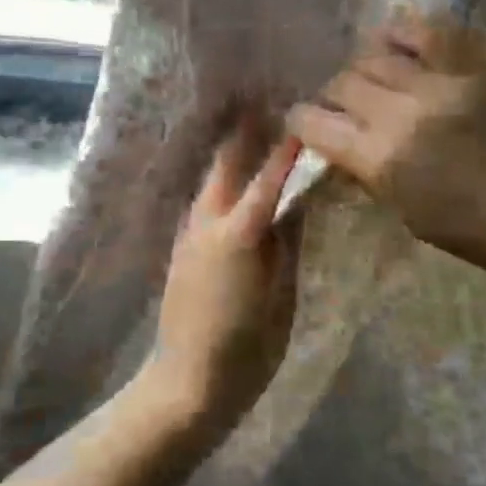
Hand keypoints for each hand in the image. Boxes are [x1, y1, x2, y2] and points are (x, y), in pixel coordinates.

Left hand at [145, 122, 303, 433]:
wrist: (187, 383)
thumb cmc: (247, 348)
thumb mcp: (281, 296)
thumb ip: (288, 244)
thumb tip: (299, 203)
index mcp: (239, 233)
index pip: (269, 178)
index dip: (287, 148)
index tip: (303, 118)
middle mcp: (208, 222)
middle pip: (227, 164)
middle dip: (245, 132)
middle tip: (266, 102)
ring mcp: (190, 234)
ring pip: (212, 180)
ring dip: (231, 152)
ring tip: (253, 128)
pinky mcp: (182, 248)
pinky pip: (205, 201)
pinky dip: (222, 181)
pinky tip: (236, 178)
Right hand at [288, 11, 485, 286]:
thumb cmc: (470, 230)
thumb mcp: (403, 210)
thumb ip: (366, 171)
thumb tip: (338, 144)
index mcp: (382, 157)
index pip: (317, 123)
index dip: (301, 121)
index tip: (303, 123)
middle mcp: (404, 112)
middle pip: (344, 82)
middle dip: (332, 95)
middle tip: (342, 106)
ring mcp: (442, 83)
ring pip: (378, 53)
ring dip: (363, 64)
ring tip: (370, 75)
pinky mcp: (475, 68)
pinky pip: (432, 30)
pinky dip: (407, 30)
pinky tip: (396, 40)